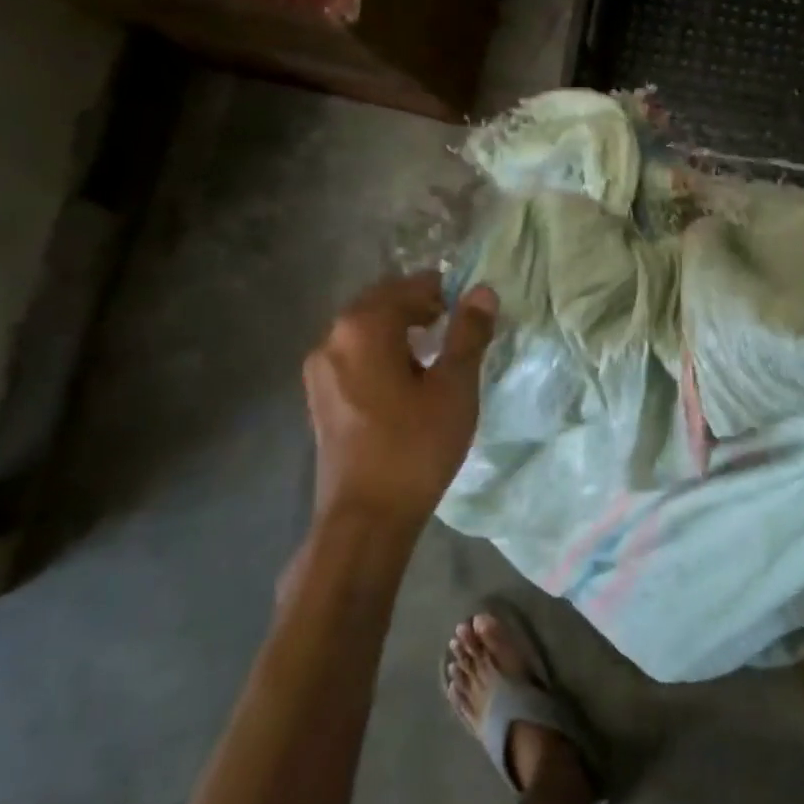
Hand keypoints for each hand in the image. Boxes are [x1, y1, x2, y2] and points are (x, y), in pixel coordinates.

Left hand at [302, 272, 497, 530]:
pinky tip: (407, 377)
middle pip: (380, 303)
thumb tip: (482, 291)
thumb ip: (468, 334)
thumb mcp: (455, 386)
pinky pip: (354, 355)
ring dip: (399, 328)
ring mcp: (320, 370)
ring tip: (436, 348)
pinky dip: (382, 352)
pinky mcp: (320, 397)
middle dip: (419, 304)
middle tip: (457, 321)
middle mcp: (332, 340)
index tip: (471, 304)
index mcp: (363, 328)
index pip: (408, 287)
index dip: (443, 289)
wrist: (367, 516)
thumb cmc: (416, 446)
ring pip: (364, 330)